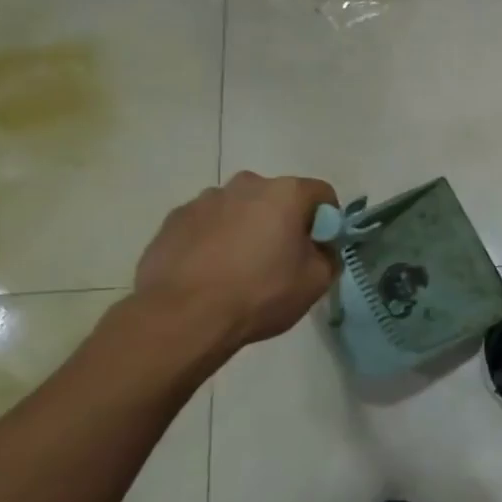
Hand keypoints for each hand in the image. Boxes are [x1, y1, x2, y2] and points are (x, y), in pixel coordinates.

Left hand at [132, 172, 338, 350]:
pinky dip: (214, 240)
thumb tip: (321, 249)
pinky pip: (207, 224)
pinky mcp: (173, 219)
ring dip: (246, 228)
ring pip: (239, 209)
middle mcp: (245, 184)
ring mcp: (204, 199)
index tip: (320, 248)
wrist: (182, 317)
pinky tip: (210, 272)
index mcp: (285, 193)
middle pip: (277, 198)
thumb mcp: (316, 282)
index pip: (322, 194)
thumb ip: (328, 256)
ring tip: (239, 269)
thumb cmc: (260, 294)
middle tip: (281, 259)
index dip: (328, 221)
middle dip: (283, 222)